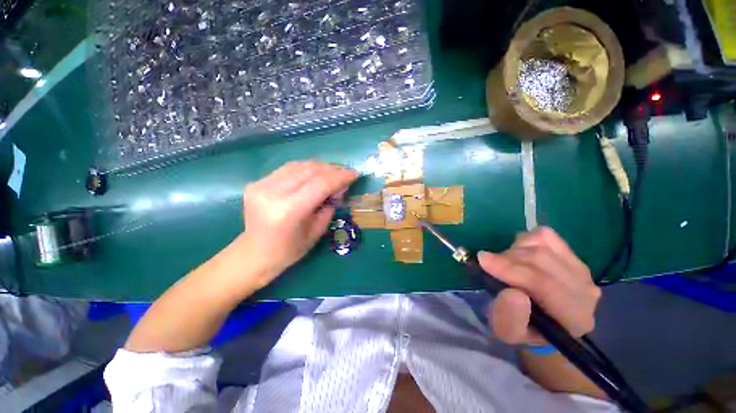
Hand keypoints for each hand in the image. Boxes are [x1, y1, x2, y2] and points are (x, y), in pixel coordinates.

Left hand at [237, 161, 357, 284]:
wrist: (254, 254)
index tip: (354, 174)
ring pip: (299, 165)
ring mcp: (261, 185)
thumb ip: (329, 206)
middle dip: (332, 170)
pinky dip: (305, 170)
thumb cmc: (289, 250)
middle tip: (344, 175)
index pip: (320, 184)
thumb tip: (338, 188)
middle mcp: (273, 193)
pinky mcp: (257, 182)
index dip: (340, 176)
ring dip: (319, 167)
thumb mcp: (317, 231)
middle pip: (310, 170)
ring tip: (331, 174)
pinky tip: (314, 175)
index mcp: (289, 210)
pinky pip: (287, 169)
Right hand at [478, 227, 600, 344]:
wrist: (543, 320)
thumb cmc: (523, 327)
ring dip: (513, 250)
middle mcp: (586, 291)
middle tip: (489, 264)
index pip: (545, 285)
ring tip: (505, 263)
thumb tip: (513, 293)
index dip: (511, 270)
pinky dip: (525, 240)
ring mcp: (581, 268)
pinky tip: (520, 253)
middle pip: (541, 259)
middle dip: (507, 258)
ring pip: (541, 244)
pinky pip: (544, 235)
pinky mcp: (572, 253)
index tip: (482, 260)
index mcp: (574, 318)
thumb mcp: (508, 332)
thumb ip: (509, 318)